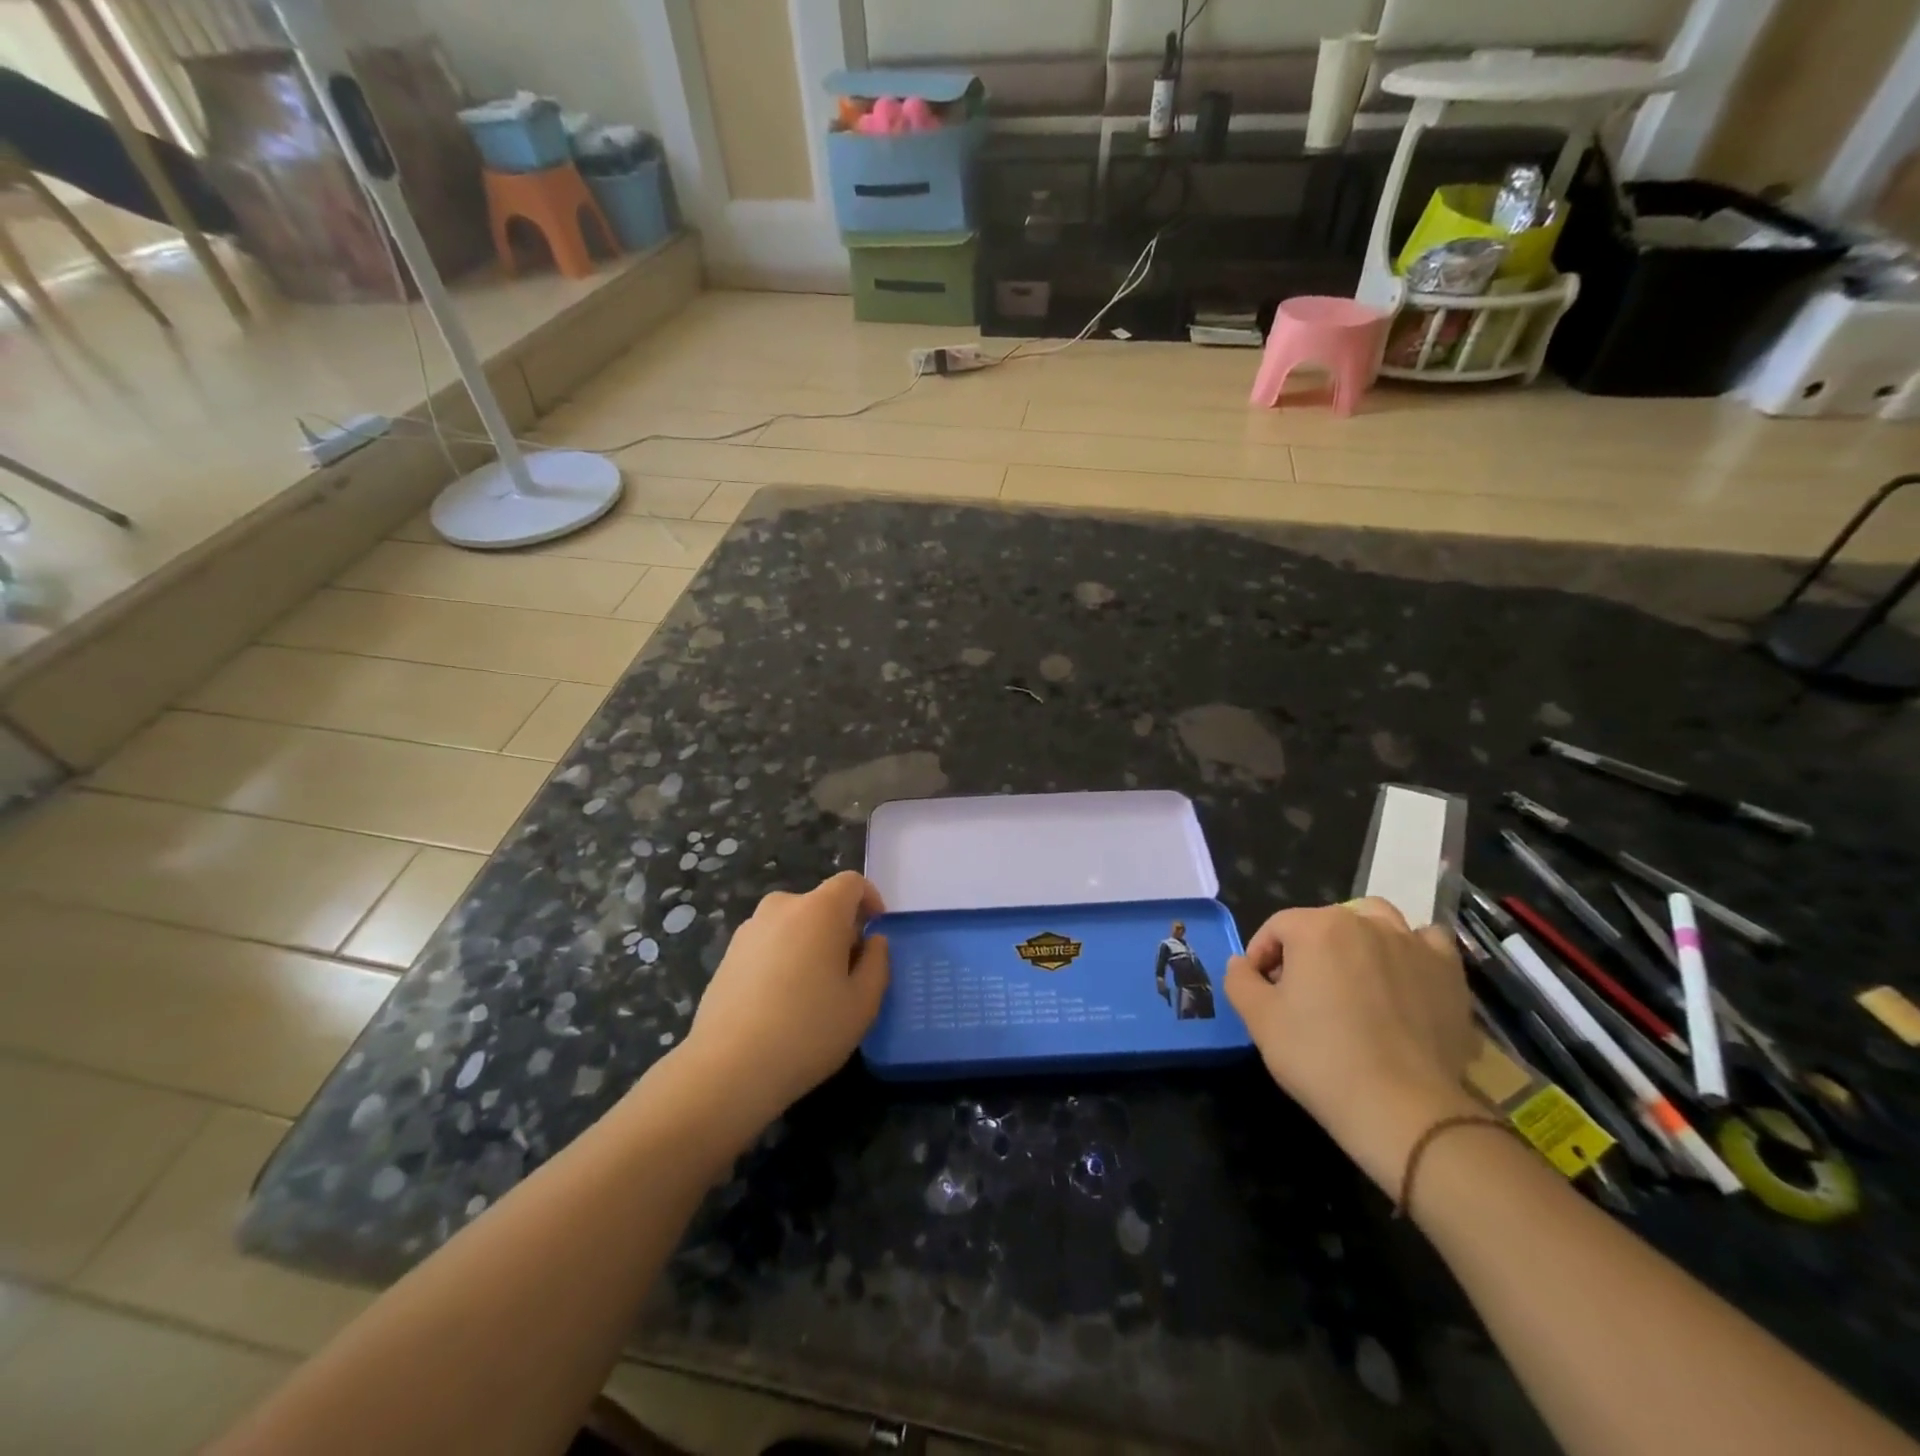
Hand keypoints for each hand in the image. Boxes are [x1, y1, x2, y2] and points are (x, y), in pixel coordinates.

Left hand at [681, 871, 889, 1124]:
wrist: (728, 1068)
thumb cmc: (808, 1031)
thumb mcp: (863, 1003)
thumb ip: (878, 962)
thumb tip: (872, 941)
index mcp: (819, 910)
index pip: (852, 883)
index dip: (871, 901)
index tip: (875, 935)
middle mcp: (781, 907)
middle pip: (821, 904)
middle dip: (840, 928)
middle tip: (848, 972)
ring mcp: (749, 930)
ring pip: (793, 925)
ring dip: (809, 945)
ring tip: (813, 992)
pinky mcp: (727, 955)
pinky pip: (768, 945)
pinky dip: (782, 960)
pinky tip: (781, 1004)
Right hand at [1225, 899, 1477, 1192]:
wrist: (1402, 1108)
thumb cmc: (1319, 1057)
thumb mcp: (1259, 1020)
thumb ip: (1240, 980)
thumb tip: (1242, 963)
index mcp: (1315, 927)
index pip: (1276, 928)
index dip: (1261, 956)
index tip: (1260, 990)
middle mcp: (1364, 923)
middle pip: (1322, 923)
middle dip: (1305, 949)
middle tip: (1300, 991)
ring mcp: (1411, 944)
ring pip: (1376, 920)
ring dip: (1357, 937)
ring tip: (1351, 973)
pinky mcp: (1448, 973)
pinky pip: (1428, 942)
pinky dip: (1411, 949)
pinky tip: (1402, 975)